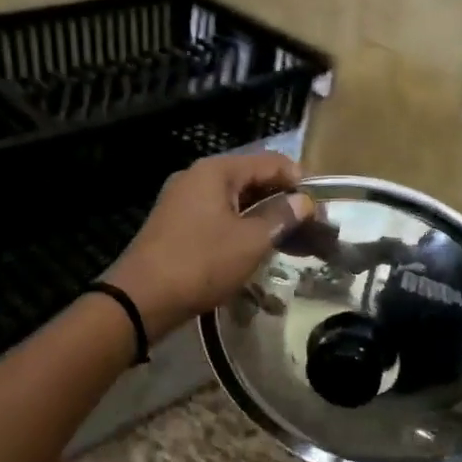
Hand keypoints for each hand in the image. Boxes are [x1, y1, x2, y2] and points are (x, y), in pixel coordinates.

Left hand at [103, 153, 314, 338]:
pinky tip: (258, 250)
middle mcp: (197, 178)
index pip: (270, 162)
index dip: (299, 182)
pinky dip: (242, 230)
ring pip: (236, 202)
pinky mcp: (177, 227)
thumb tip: (305, 202)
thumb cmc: (200, 263)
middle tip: (310, 229)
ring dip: (264, 219)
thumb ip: (281, 217)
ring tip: (291, 243)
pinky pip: (219, 219)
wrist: (141, 299)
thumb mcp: (250, 241)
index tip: (320, 209)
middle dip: (283, 202)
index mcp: (215, 171)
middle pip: (252, 180)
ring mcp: (183, 202)